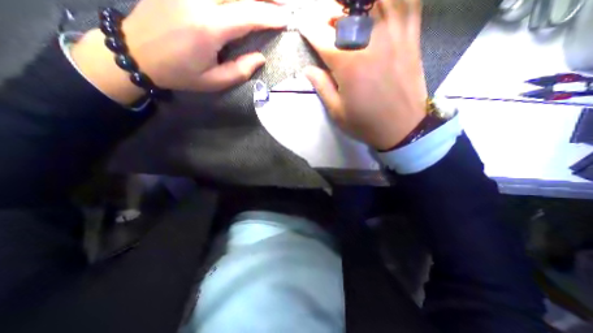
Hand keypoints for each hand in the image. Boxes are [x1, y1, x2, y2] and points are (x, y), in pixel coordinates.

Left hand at [71, 0, 288, 104]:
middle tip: (282, 4)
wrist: (137, 53)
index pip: (247, 14)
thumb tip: (260, 58)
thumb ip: (240, 71)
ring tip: (266, 2)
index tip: (286, 19)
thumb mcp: (214, 81)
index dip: (269, 15)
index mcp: (208, 27)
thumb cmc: (181, 73)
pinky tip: (241, 1)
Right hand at [299, 0, 429, 149]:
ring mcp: (394, 35)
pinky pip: (406, 4)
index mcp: (348, 64)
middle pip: (346, 11)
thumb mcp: (337, 112)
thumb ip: (322, 87)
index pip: (321, 36)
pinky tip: (380, 8)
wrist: (402, 128)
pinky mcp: (411, 37)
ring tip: (349, 13)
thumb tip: (307, 70)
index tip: (303, 27)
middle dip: (329, 12)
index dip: (309, 30)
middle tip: (324, 21)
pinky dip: (393, 1)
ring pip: (375, 2)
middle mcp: (370, 42)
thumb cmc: (365, 123)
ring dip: (357, 5)